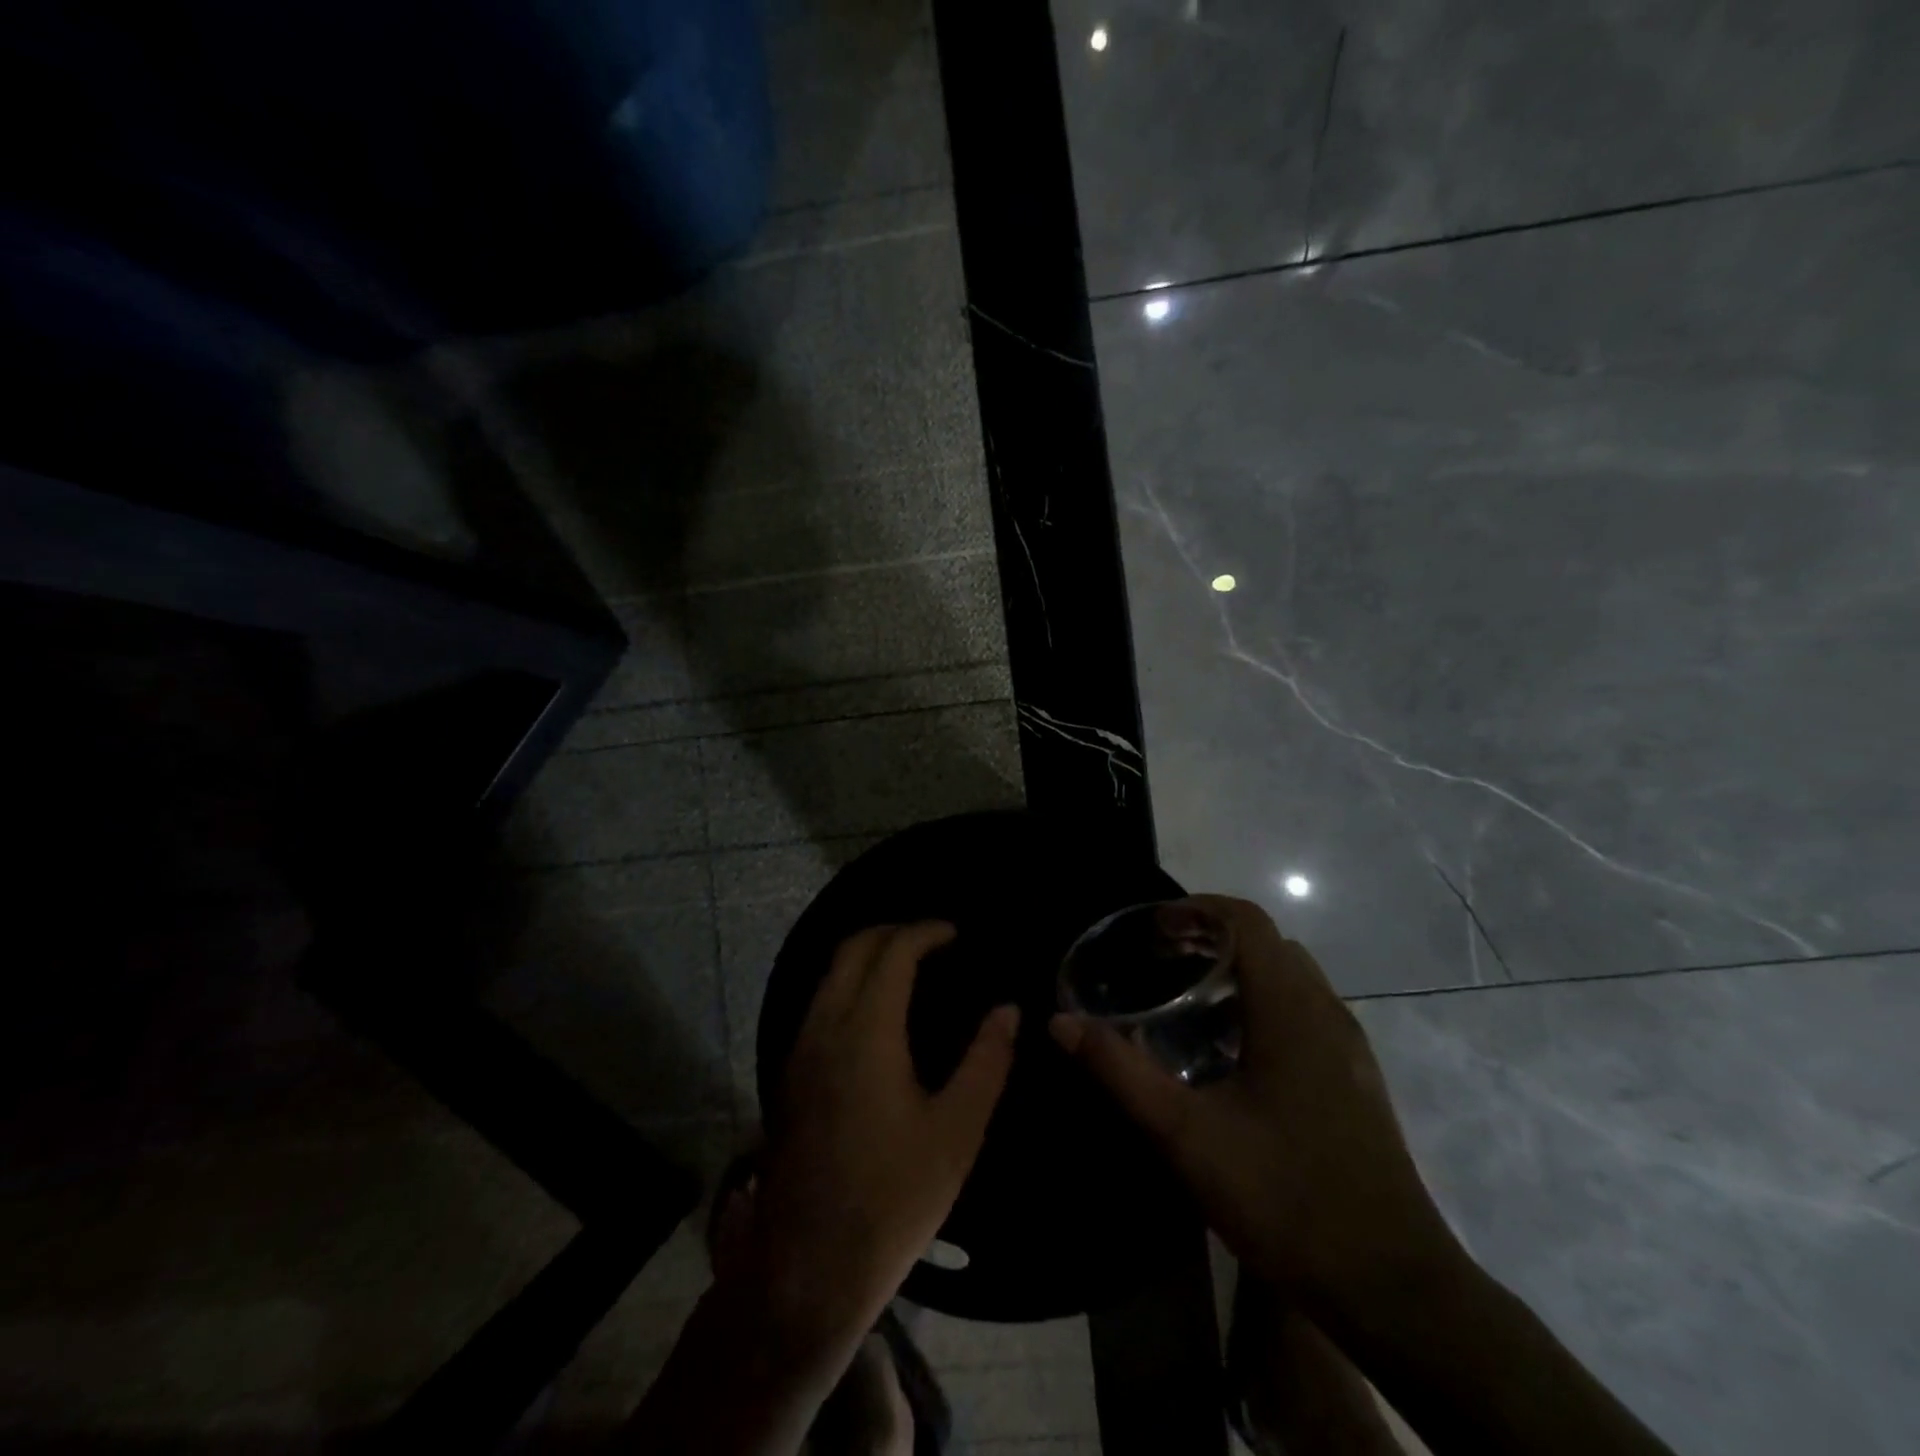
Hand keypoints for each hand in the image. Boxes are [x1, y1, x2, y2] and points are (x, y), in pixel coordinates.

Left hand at [745, 922, 1018, 1344]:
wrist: (808, 1267)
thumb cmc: (894, 1197)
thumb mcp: (957, 1131)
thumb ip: (987, 1061)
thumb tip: (1008, 1009)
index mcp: (866, 1031)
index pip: (892, 951)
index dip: (925, 931)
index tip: (956, 933)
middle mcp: (825, 1026)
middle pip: (852, 948)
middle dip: (893, 931)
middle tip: (935, 940)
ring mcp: (800, 1049)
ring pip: (830, 973)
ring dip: (868, 955)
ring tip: (911, 966)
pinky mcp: (791, 1073)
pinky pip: (821, 1000)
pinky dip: (851, 981)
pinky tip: (878, 1010)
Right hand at [1050, 896, 1458, 1316]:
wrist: (1393, 1290)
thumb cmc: (1285, 1197)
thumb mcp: (1185, 1133)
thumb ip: (1120, 1072)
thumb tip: (1060, 1023)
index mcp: (1291, 1009)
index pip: (1247, 920)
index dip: (1196, 909)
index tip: (1150, 928)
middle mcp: (1326, 1013)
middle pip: (1267, 944)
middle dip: (1210, 937)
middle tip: (1158, 960)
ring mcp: (1349, 1049)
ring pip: (1290, 979)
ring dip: (1238, 972)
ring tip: (1185, 1000)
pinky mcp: (1355, 1082)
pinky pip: (1304, 1014)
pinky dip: (1262, 1005)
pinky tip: (1229, 1055)